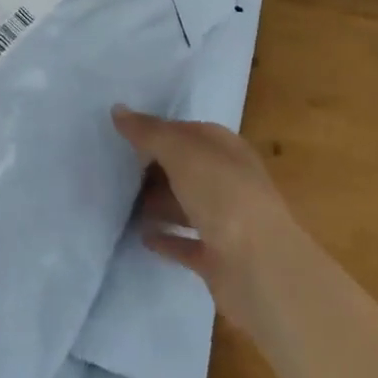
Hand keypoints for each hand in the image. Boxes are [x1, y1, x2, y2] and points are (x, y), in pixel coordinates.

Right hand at [112, 106, 307, 330]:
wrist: (260, 268)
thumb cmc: (222, 195)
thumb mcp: (182, 152)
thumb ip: (150, 132)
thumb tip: (117, 109)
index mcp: (226, 149)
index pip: (188, 132)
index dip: (159, 132)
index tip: (125, 137)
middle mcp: (228, 181)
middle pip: (187, 169)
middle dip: (156, 168)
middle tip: (118, 170)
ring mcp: (225, 222)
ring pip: (186, 206)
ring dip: (159, 203)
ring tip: (123, 203)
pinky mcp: (218, 260)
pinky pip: (186, 243)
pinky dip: (167, 239)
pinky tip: (143, 238)